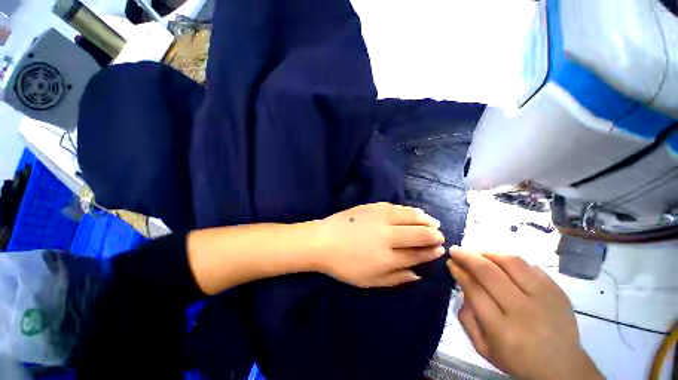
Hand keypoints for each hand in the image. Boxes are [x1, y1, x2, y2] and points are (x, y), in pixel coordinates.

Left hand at [315, 202, 444, 287]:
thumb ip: (395, 278)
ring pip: (411, 216)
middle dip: (434, 234)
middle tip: (439, 235)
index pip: (418, 253)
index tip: (440, 249)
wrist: (323, 241)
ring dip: (425, 219)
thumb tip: (418, 274)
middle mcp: (388, 235)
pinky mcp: (373, 206)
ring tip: (432, 222)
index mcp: (388, 257)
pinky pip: (397, 207)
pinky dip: (409, 210)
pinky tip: (414, 212)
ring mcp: (380, 217)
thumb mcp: (370, 281)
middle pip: (420, 233)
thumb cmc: (345, 265)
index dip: (432, 251)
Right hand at [447, 249, 602, 379]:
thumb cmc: (517, 360)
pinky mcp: (557, 290)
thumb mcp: (484, 348)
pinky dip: (508, 259)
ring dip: (487, 253)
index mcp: (503, 331)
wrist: (563, 368)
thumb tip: (462, 287)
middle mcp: (524, 311)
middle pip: (489, 273)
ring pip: (510, 262)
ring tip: (476, 253)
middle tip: (455, 251)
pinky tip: (499, 261)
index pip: (475, 290)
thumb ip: (466, 319)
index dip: (460, 273)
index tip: (451, 263)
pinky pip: (529, 265)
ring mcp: (544, 298)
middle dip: (467, 257)